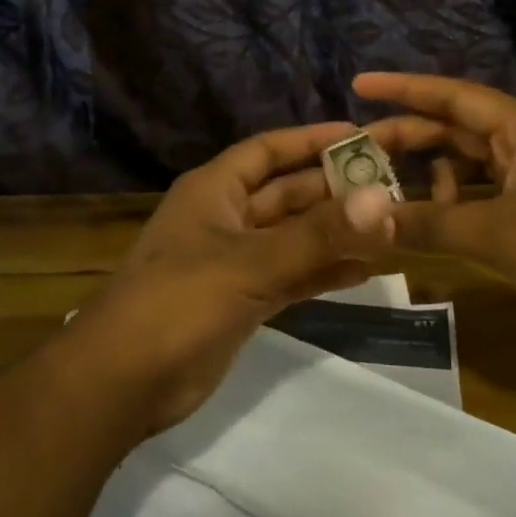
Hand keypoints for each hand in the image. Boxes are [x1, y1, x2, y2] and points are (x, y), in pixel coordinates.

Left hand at [76, 122, 397, 433]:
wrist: (121, 382)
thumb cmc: (178, 303)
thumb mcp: (250, 263)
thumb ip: (317, 234)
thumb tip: (383, 200)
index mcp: (215, 190)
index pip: (269, 150)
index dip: (312, 140)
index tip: (361, 134)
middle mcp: (226, 217)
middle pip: (287, 193)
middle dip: (335, 191)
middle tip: (393, 188)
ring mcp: (234, 261)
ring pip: (294, 237)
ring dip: (335, 234)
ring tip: (391, 229)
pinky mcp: (243, 300)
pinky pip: (292, 276)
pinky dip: (323, 272)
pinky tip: (365, 271)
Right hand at [356, 73, 515, 353]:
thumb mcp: (498, 233)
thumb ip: (428, 223)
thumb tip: (361, 217)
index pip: (454, 97)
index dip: (405, 89)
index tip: (360, 85)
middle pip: (456, 132)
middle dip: (407, 139)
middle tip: (355, 150)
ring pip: (468, 168)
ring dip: (427, 177)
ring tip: (383, 191)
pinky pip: (481, 201)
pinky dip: (451, 208)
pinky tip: (424, 224)